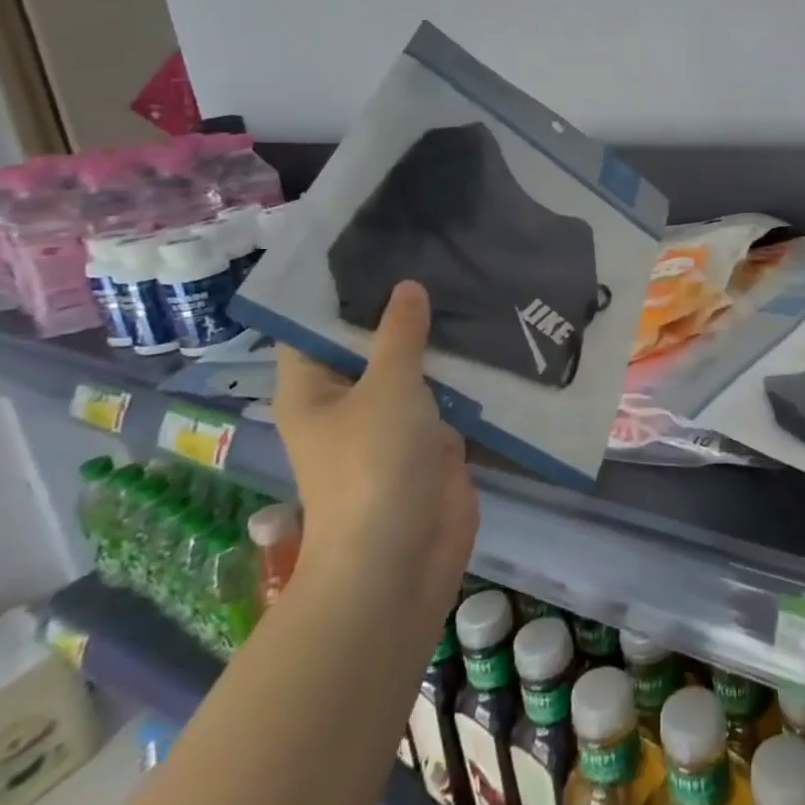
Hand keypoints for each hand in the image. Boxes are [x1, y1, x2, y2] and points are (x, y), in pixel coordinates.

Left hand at [272, 281, 477, 598]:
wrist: (402, 557)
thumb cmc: (373, 465)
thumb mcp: (386, 388)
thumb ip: (400, 336)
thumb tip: (408, 287)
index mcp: (312, 388)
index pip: (315, 326)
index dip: (340, 291)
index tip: (377, 248)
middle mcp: (347, 401)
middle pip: (370, 344)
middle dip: (401, 311)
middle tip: (438, 256)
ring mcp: (391, 423)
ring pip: (413, 370)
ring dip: (438, 342)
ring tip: (470, 284)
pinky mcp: (430, 442)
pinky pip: (446, 398)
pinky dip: (464, 374)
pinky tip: (491, 336)